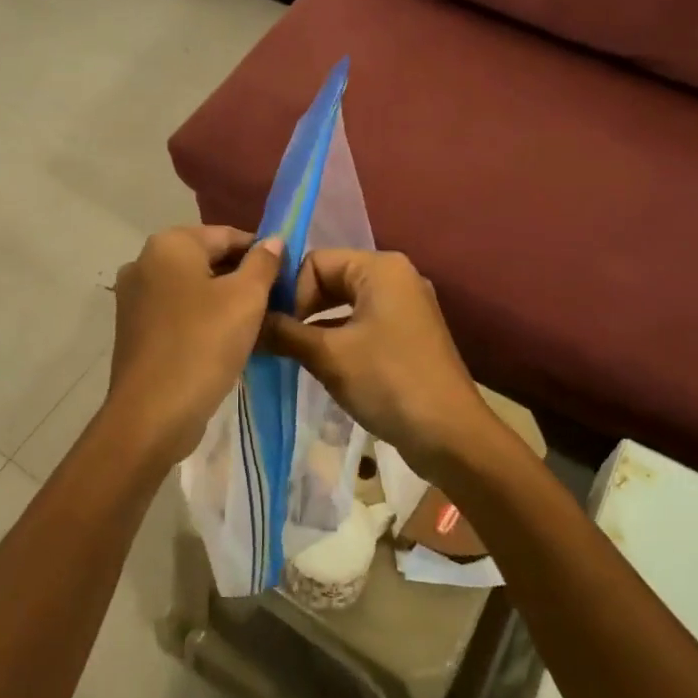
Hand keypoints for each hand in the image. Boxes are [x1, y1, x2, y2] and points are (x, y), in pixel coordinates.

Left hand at [106, 226, 282, 463]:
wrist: (152, 414)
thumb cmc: (204, 345)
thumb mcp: (246, 299)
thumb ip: (263, 263)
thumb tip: (273, 241)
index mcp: (170, 244)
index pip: (228, 235)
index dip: (262, 253)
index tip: (287, 279)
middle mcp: (144, 261)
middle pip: (208, 259)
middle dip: (242, 277)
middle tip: (275, 304)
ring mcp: (134, 296)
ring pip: (193, 287)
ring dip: (224, 300)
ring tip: (255, 326)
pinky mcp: (133, 327)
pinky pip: (177, 311)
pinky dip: (202, 318)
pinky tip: (225, 341)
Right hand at [260, 250, 499, 483]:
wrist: (451, 436)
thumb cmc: (389, 382)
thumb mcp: (329, 356)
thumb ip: (284, 333)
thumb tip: (247, 324)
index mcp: (381, 268)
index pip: (315, 262)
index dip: (291, 293)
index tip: (277, 329)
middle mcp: (396, 277)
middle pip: (330, 279)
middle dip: (301, 308)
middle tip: (277, 341)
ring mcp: (405, 307)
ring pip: (344, 304)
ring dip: (316, 326)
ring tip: (291, 354)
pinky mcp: (407, 336)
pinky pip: (362, 324)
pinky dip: (337, 338)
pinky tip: (319, 364)